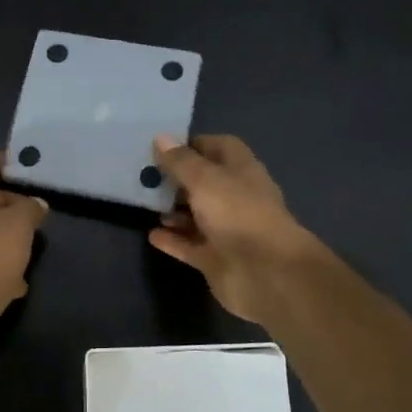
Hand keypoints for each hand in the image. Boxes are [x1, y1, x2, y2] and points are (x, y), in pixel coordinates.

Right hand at [148, 134, 318, 324]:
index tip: (163, 147)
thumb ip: (181, 162)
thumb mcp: (205, 180)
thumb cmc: (238, 214)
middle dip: (177, 179)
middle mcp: (235, 198)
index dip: (193, 145)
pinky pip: (190, 245)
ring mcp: (226, 230)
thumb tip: (161, 137)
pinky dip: (173, 240)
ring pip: (196, 216)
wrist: (266, 273)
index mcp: (241, 171)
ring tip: (146, 205)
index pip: (219, 147)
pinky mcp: (216, 259)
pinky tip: (152, 234)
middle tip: (145, 176)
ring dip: (174, 211)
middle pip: (204, 182)